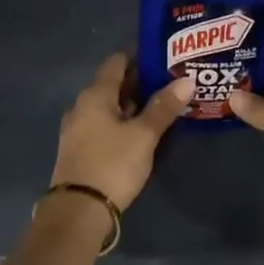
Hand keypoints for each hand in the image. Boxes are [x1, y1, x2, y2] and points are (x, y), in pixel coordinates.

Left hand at [50, 53, 192, 210]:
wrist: (79, 210)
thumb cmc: (113, 164)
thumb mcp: (144, 135)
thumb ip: (163, 107)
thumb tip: (186, 80)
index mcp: (95, 94)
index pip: (116, 61)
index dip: (138, 55)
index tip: (162, 55)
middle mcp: (81, 105)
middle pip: (112, 83)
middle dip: (139, 80)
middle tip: (168, 80)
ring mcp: (77, 128)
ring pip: (108, 105)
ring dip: (131, 103)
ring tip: (160, 104)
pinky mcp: (79, 148)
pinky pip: (102, 123)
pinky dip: (121, 120)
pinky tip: (139, 129)